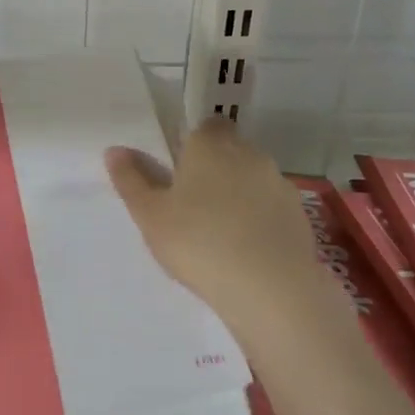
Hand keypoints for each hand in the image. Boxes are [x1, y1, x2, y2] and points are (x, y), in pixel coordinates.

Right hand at [106, 118, 328, 325]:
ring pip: (252, 179)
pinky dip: (260, 220)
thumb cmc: (198, 242)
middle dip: (214, 171)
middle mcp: (249, 153)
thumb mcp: (150, 215)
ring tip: (220, 235)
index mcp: (210, 144)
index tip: (178, 176)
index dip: (191, 147)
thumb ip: (131, 180)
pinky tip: (247, 251)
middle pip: (229, 151)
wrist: (270, 286)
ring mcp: (278, 182)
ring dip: (239, 196)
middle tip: (192, 208)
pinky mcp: (299, 213)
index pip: (204, 127)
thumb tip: (115, 151)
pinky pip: (271, 207)